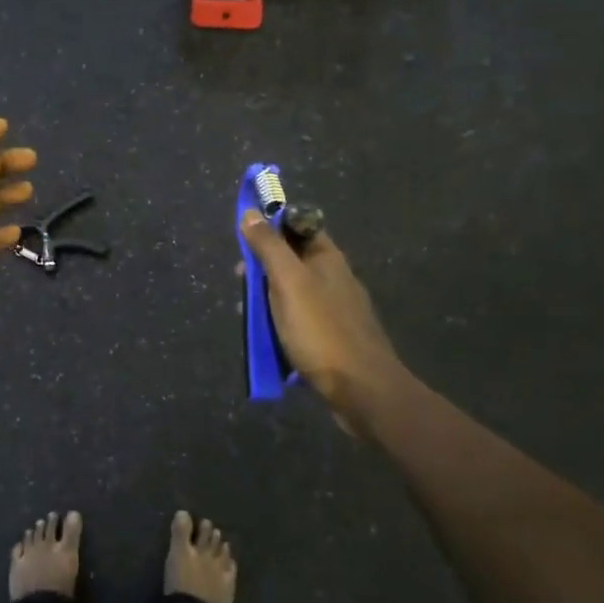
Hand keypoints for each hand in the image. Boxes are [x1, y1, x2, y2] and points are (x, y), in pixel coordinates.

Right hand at [239, 212, 410, 430]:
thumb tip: (250, 213)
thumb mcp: (288, 282)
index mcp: (327, 258)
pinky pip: (300, 320)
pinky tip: (269, 338)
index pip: (298, 226)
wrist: (362, 389)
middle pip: (292, 260)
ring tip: (249, 316)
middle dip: (263, 268)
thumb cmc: (321, 330)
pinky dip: (280, 323)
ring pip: (293, 292)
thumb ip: (268, 247)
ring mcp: (336, 309)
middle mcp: (334, 278)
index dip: (271, 228)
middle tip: (241, 284)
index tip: (244, 241)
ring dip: (268, 299)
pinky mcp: (333, 337)